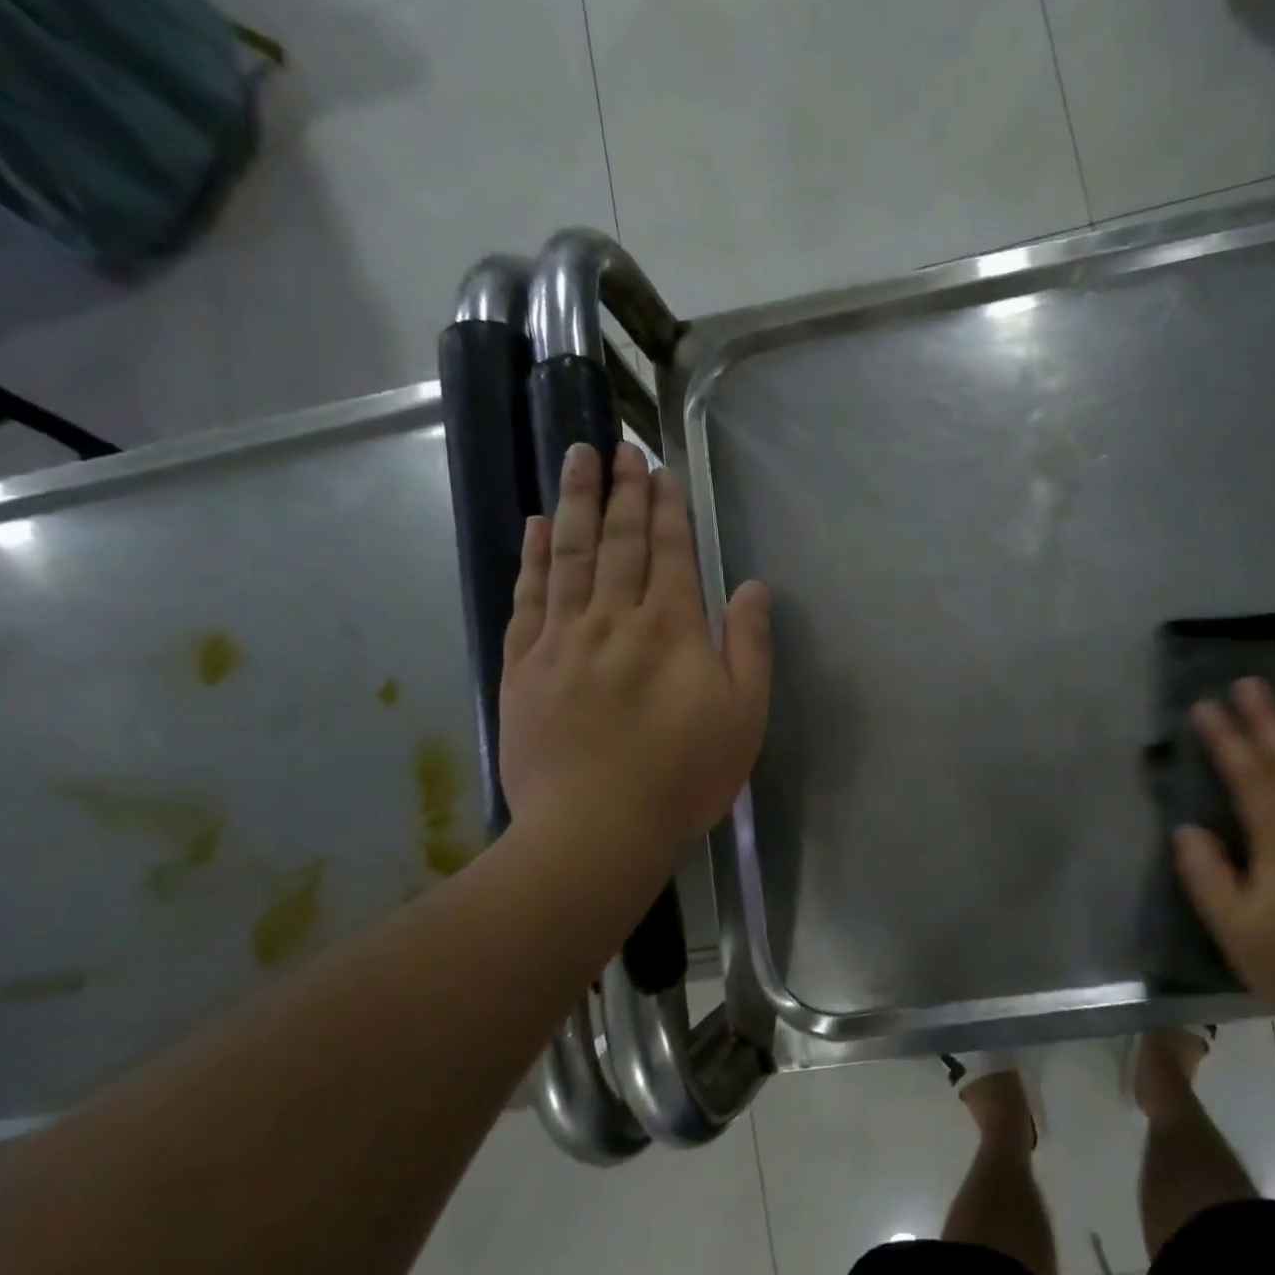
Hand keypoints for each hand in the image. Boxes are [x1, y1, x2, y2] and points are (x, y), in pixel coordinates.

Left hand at [499, 442, 771, 852]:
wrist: (596, 828)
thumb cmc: (684, 775)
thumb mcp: (744, 716)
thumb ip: (749, 646)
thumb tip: (750, 586)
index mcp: (671, 629)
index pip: (668, 552)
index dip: (666, 508)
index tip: (660, 469)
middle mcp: (613, 619)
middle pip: (618, 542)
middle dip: (622, 491)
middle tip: (617, 446)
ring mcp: (562, 640)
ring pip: (570, 556)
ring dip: (576, 503)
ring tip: (576, 459)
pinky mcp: (523, 666)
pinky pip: (528, 597)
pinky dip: (534, 557)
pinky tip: (537, 526)